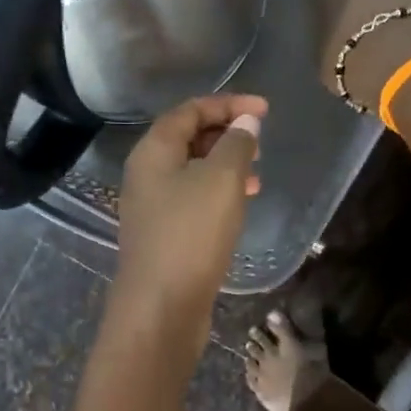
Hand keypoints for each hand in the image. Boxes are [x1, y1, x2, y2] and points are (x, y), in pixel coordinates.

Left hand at [111, 93, 267, 361]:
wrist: (161, 307)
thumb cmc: (191, 234)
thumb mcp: (221, 180)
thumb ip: (237, 145)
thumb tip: (245, 123)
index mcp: (152, 152)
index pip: (189, 111)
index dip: (227, 104)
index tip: (264, 111)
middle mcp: (145, 175)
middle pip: (186, 139)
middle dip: (225, 134)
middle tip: (259, 144)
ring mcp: (151, 208)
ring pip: (191, 172)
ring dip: (224, 167)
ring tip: (257, 177)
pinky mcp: (162, 236)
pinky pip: (191, 200)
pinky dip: (216, 194)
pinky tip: (238, 208)